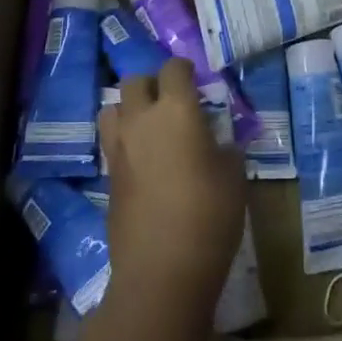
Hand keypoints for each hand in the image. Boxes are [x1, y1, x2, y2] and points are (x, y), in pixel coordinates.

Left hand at [99, 57, 246, 318]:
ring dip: (128, 109)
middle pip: (134, 81)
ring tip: (149, 127)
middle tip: (171, 102)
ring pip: (112, 107)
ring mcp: (119, 148)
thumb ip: (226, 148)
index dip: (184, 70)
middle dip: (152, 84)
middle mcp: (142, 119)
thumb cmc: (209, 216)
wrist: (161, 271)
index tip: (196, 81)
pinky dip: (124, 140)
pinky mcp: (107, 177)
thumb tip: (221, 143)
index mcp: (176, 109)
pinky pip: (111, 142)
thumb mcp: (233, 177)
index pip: (173, 68)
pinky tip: (143, 160)